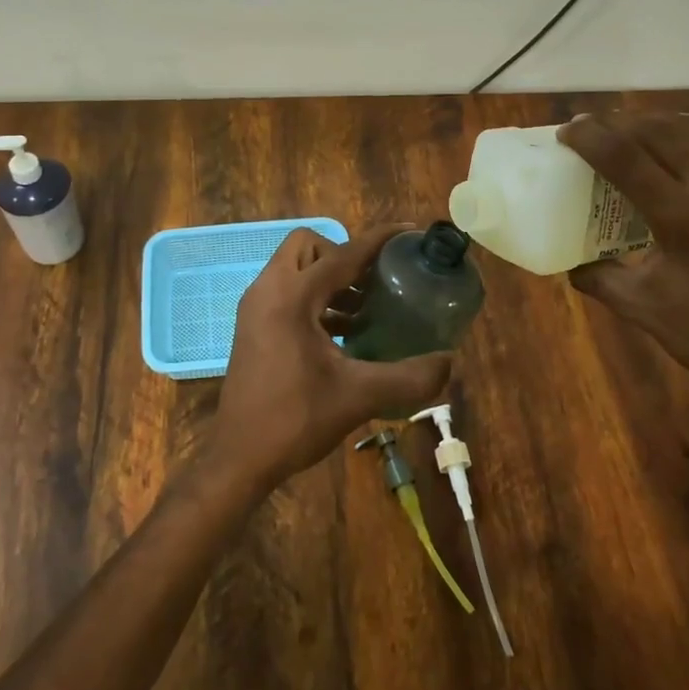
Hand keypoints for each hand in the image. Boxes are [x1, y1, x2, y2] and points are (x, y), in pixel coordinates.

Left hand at [206, 224, 452, 493]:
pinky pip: (286, 292)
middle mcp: (268, 291)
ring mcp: (255, 308)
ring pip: (295, 269)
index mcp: (291, 297)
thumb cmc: (295, 420)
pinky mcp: (252, 326)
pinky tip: (342, 333)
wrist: (239, 457)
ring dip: (329, 279)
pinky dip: (314, 299)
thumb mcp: (359, 396)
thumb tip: (449, 362)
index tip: (407, 231)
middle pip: (308, 247)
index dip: (378, 240)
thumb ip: (408, 377)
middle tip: (374, 284)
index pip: (342, 254)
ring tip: (365, 310)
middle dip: (344, 256)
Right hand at [558, 113, 688, 391]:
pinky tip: (674, 137)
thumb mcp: (640, 306)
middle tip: (588, 130)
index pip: (628, 159)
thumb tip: (568, 258)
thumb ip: (597, 275)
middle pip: (660, 131)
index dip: (591, 139)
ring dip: (653, 122)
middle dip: (617, 123)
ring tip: (625, 130)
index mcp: (686, 221)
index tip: (565, 133)